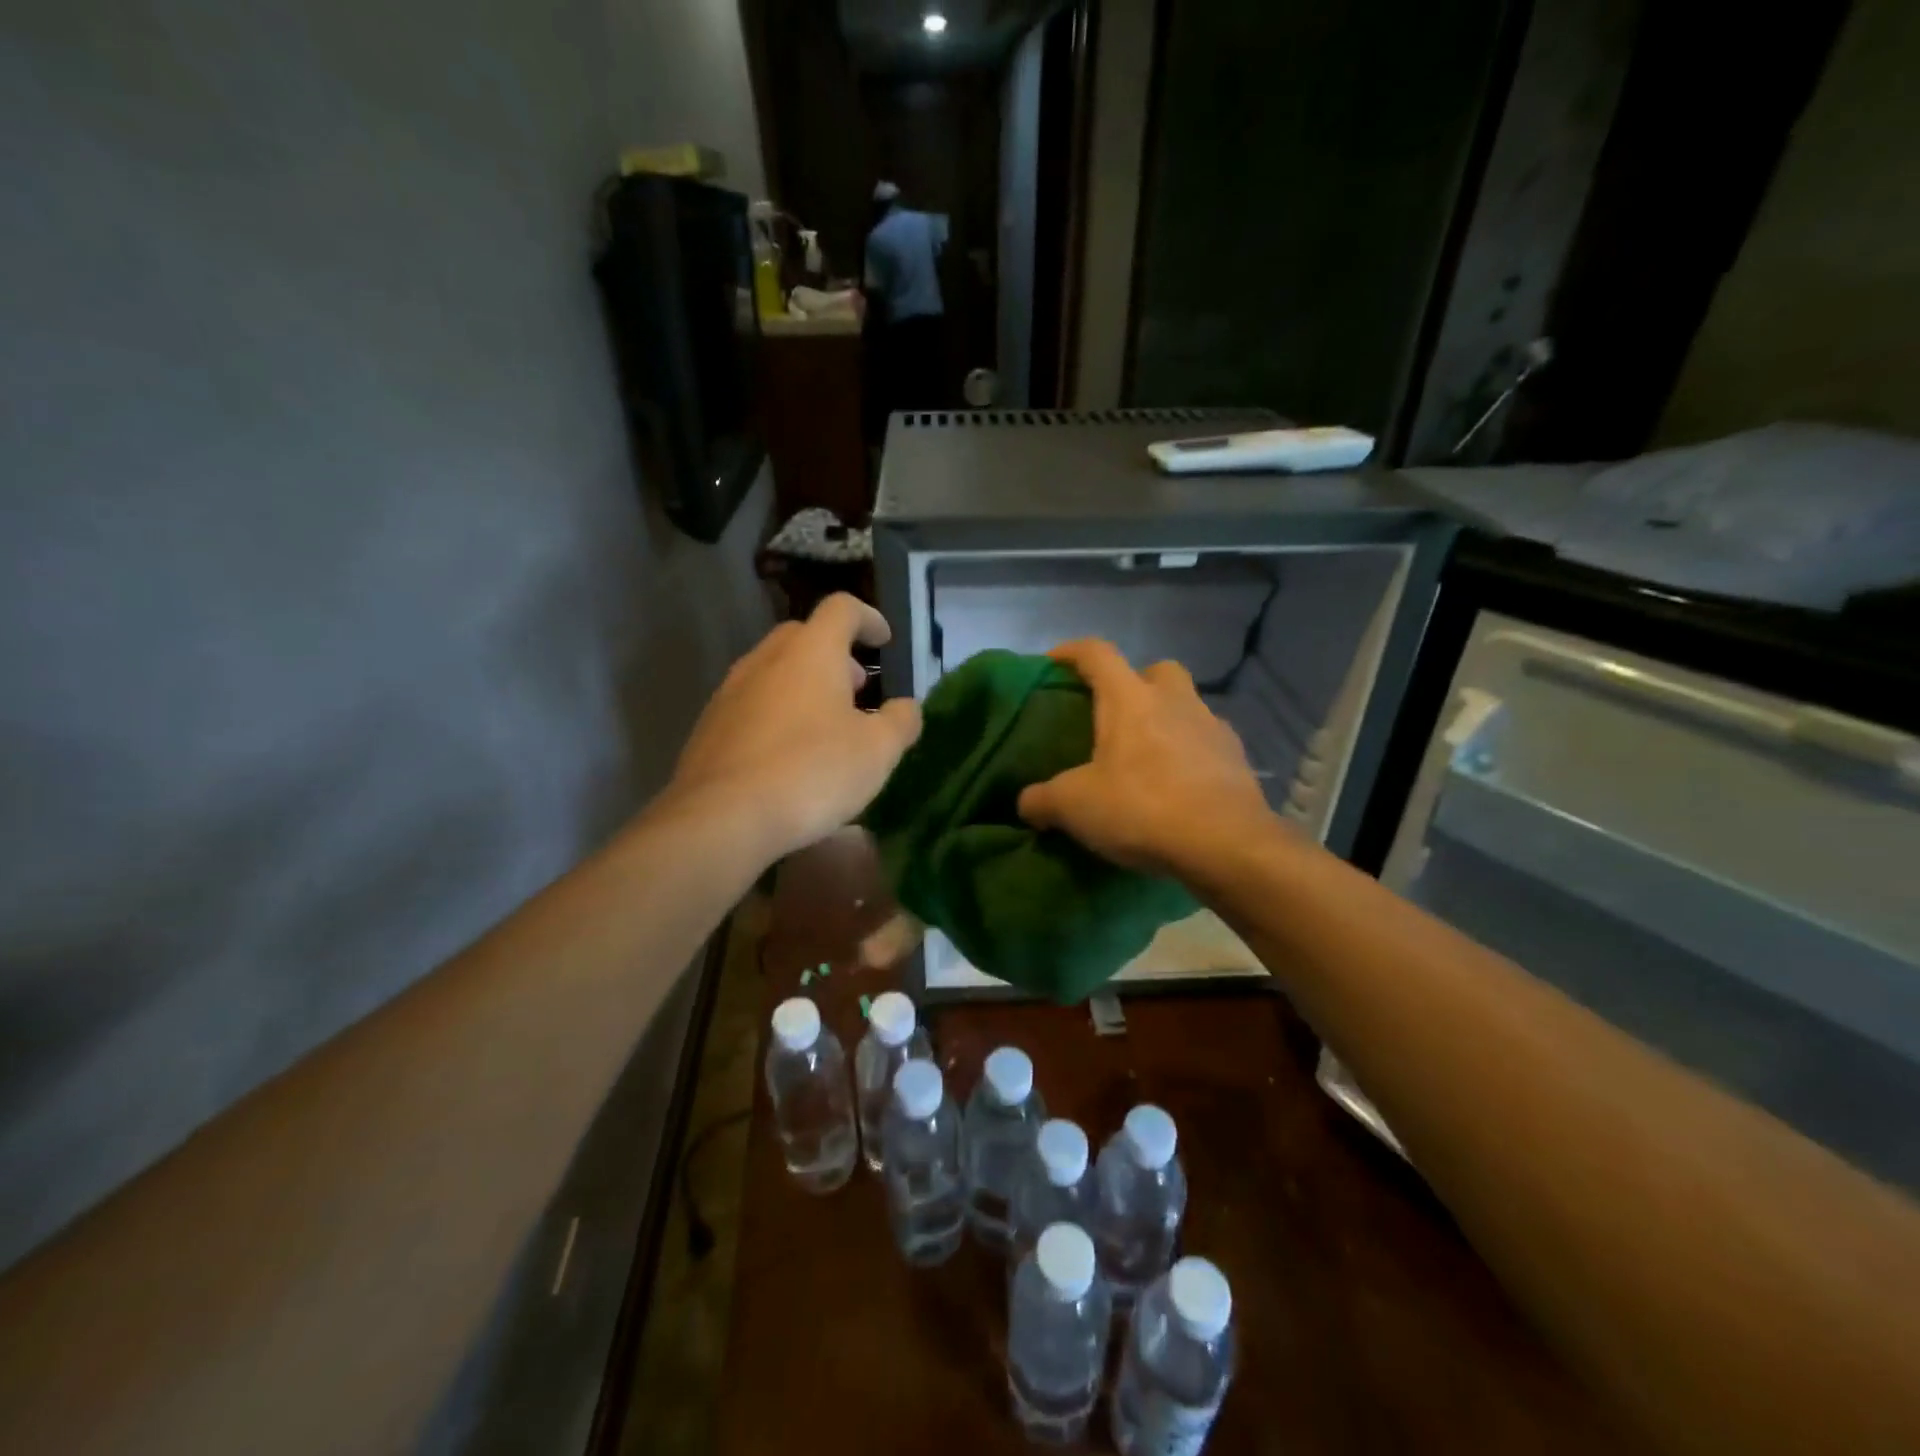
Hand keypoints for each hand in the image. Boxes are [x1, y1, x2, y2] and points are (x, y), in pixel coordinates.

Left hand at [669, 595, 921, 861]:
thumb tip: (906, 707)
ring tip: (826, 726)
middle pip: (803, 636)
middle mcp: (766, 659)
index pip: (842, 609)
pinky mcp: (710, 726)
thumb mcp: (877, 751)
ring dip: (804, 686)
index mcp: (811, 652)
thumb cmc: (812, 772)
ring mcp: (731, 692)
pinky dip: (777, 714)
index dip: (868, 619)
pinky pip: (752, 705)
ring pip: (774, 672)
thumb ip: (900, 721)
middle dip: (835, 655)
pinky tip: (788, 755)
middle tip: (857, 688)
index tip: (884, 641)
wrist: (723, 817)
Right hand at [1017, 639, 1274, 878]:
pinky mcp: (1237, 758)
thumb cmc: (1141, 808)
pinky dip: (1190, 753)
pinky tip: (1177, 784)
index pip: (1097, 654)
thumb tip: (1026, 803)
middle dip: (1134, 682)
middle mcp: (1174, 700)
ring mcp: (1212, 727)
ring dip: (1166, 719)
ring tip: (1146, 756)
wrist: (1225, 844)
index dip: (1072, 652)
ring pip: (1186, 705)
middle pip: (1155, 670)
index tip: (1054, 661)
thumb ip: (1042, 799)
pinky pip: (1207, 742)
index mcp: (1130, 698)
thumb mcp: (1074, 807)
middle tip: (1113, 713)